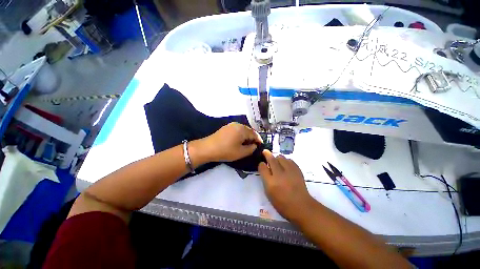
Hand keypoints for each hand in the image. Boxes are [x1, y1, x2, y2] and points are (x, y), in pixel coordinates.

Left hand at [202, 123, 262, 161]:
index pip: (255, 134)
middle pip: (249, 131)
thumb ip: (251, 149)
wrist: (208, 148)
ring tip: (247, 144)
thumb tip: (254, 145)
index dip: (259, 140)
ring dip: (246, 136)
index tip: (261, 145)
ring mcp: (231, 125)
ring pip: (243, 130)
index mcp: (243, 130)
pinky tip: (239, 141)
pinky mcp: (226, 127)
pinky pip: (237, 130)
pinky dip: (240, 135)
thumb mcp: (241, 152)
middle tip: (254, 146)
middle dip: (253, 138)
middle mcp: (238, 125)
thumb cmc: (226, 151)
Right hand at [258, 150, 315, 222]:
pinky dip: (286, 161)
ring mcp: (289, 172)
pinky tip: (285, 164)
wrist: (301, 206)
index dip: (261, 164)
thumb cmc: (282, 203)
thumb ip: (266, 179)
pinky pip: (290, 160)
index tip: (262, 163)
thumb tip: (265, 168)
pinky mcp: (297, 171)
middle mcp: (279, 175)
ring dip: (277, 158)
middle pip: (271, 159)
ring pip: (281, 157)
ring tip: (276, 160)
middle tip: (265, 152)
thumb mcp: (269, 193)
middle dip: (267, 154)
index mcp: (270, 183)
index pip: (262, 167)